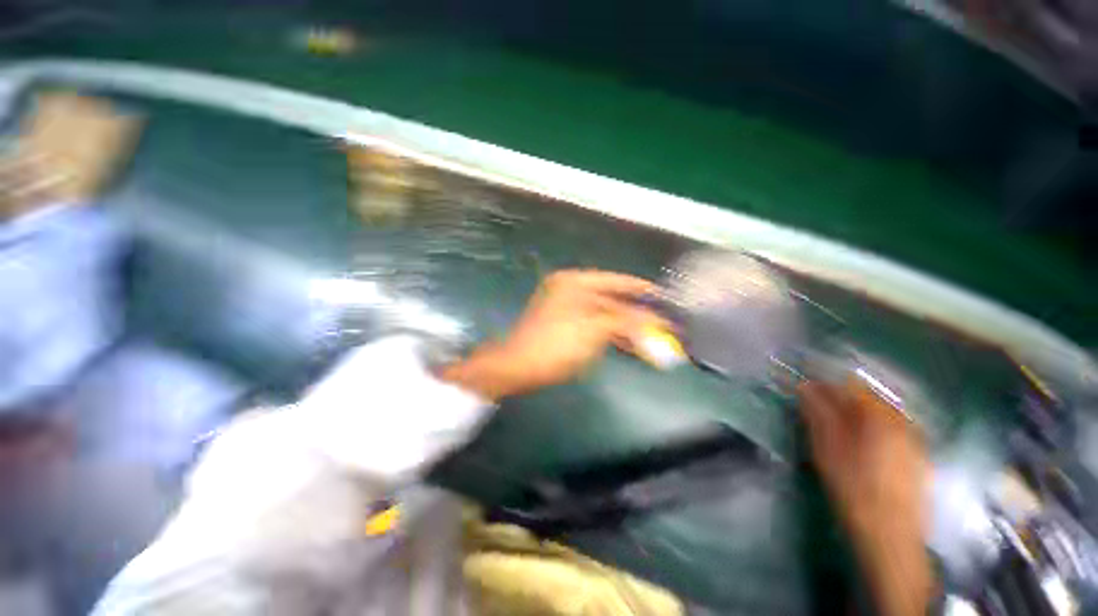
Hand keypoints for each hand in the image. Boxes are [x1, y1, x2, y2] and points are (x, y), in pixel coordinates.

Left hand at [440, 270, 660, 400]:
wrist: (518, 367)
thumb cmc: (555, 344)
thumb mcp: (593, 329)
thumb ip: (626, 321)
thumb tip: (655, 319)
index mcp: (574, 283)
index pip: (614, 280)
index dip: (639, 289)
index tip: (661, 296)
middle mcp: (571, 290)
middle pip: (611, 299)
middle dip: (636, 313)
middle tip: (661, 321)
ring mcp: (568, 308)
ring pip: (605, 315)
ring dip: (626, 327)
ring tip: (651, 337)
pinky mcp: (567, 326)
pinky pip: (595, 326)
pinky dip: (612, 334)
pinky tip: (630, 344)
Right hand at [798, 379, 933, 615]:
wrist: (890, 536)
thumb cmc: (853, 489)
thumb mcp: (827, 449)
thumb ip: (818, 414)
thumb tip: (805, 386)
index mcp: (879, 417)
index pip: (849, 384)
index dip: (823, 381)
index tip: (802, 384)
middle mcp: (901, 422)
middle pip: (867, 397)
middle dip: (839, 397)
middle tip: (814, 408)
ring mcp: (914, 440)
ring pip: (880, 414)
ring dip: (854, 413)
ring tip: (834, 426)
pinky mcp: (917, 457)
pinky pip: (891, 430)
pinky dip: (871, 428)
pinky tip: (859, 446)